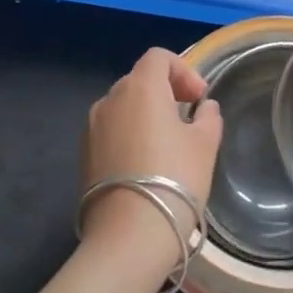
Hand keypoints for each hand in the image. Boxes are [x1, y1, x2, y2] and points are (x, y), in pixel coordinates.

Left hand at [80, 48, 222, 273]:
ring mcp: (92, 127)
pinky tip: (145, 164)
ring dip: (146, 114)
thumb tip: (204, 108)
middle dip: (166, 91)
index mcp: (140, 87)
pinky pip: (111, 131)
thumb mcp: (205, 144)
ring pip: (123, 106)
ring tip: (167, 143)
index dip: (183, 70)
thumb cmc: (175, 179)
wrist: (129, 234)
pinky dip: (129, 134)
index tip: (199, 98)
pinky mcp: (84, 154)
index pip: (158, 57)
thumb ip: (208, 117)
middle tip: (188, 118)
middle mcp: (110, 99)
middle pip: (139, 79)